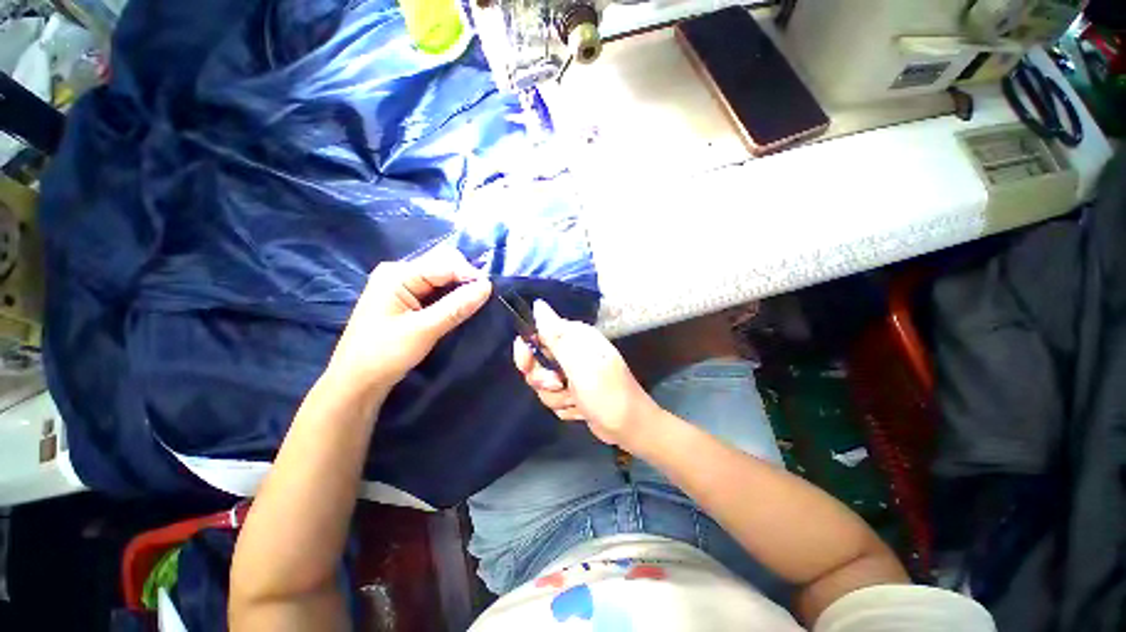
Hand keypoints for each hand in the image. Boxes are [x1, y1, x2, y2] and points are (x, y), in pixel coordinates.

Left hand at [327, 249, 491, 393]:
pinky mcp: (406, 299)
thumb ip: (456, 306)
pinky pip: (436, 290)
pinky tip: (462, 307)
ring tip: (477, 303)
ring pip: (442, 278)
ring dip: (460, 289)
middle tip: (484, 298)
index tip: (491, 291)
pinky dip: (451, 297)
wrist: (356, 382)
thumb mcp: (424, 330)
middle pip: (443, 265)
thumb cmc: (384, 355)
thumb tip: (487, 286)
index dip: (470, 274)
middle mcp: (399, 272)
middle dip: (466, 279)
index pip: (444, 264)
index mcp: (397, 274)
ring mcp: (401, 285)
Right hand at [513, 300, 661, 450]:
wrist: (630, 428)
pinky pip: (553, 397)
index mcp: (576, 337)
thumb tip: (538, 304)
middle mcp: (573, 351)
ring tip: (576, 400)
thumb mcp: (579, 364)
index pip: (538, 333)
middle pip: (537, 362)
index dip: (527, 349)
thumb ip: (555, 336)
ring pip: (543, 384)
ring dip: (557, 397)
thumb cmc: (607, 393)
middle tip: (559, 385)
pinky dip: (565, 406)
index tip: (526, 365)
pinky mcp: (573, 391)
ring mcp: (572, 373)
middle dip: (543, 379)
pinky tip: (581, 409)